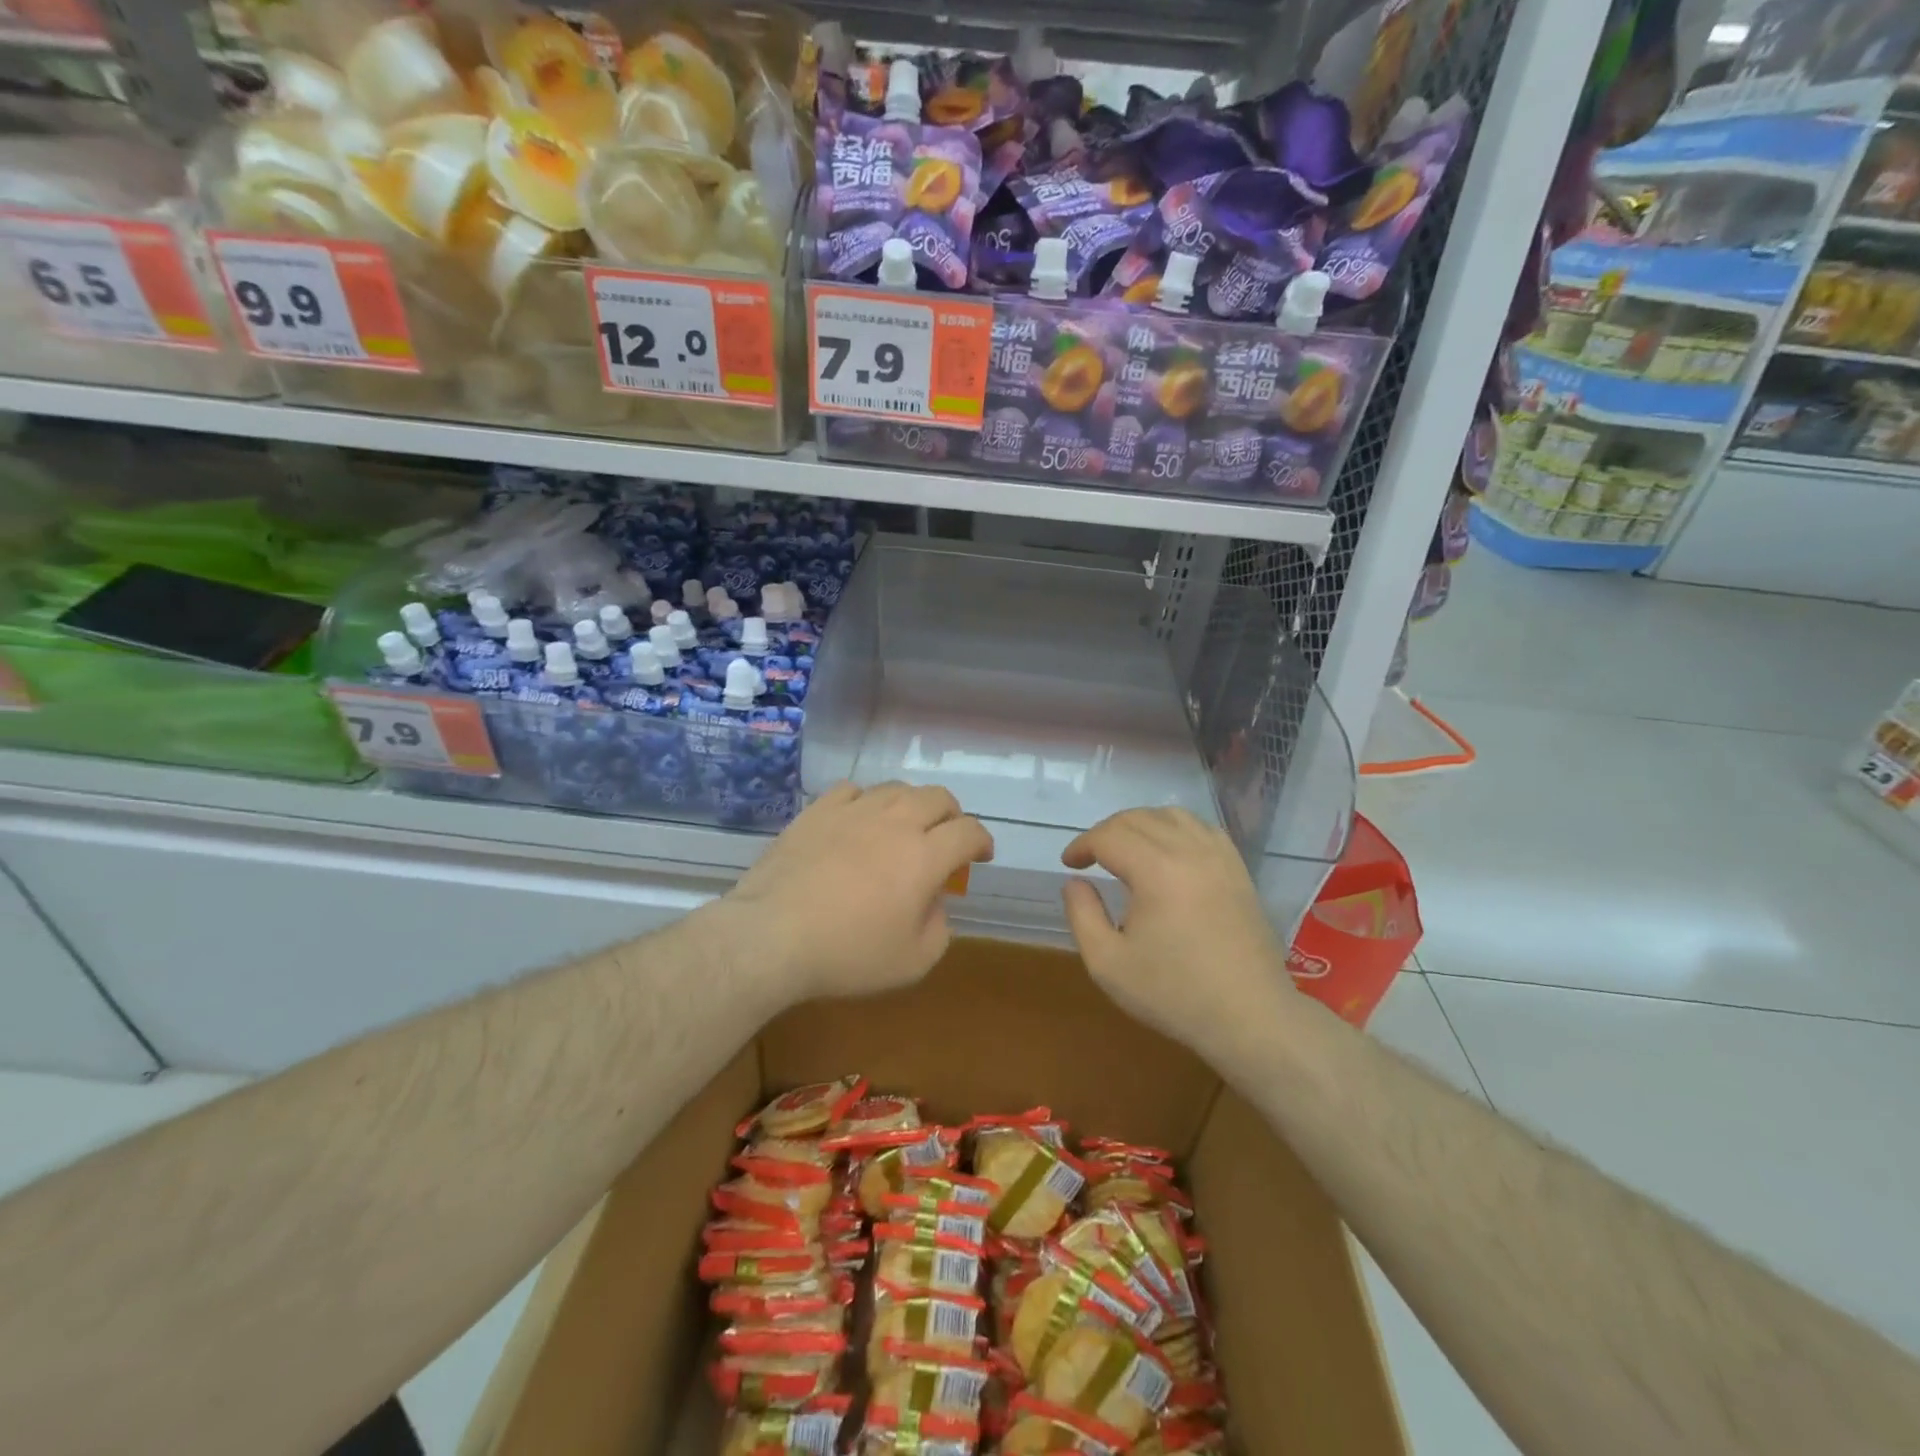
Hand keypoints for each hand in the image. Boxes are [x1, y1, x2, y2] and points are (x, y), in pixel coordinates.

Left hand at [717, 782, 993, 1003]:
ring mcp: (853, 811)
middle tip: (947, 837)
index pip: (968, 832)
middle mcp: (895, 822)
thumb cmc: (847, 955)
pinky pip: (852, 790)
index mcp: (925, 856)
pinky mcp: (817, 811)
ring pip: (897, 788)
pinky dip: (866, 801)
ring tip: (904, 826)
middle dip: (952, 815)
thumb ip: (938, 929)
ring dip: (912, 804)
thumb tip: (933, 903)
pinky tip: (858, 819)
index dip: (981, 841)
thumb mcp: (912, 962)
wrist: (772, 936)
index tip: (981, 855)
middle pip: (938, 798)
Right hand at [1061, 807, 1293, 1062]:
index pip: (1108, 836)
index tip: (1070, 865)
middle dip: (1106, 832)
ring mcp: (1219, 857)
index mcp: (1156, 871)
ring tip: (1127, 849)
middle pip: (1137, 819)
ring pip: (1172, 816)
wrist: (1250, 1017)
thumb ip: (1081, 915)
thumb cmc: (1174, 993)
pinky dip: (1176, 829)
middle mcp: (1189, 851)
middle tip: (1091, 858)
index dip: (1082, 845)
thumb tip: (1075, 883)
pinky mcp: (1238, 870)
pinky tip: (1169, 852)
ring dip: (1141, 824)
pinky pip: (1202, 829)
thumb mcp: (1108, 963)